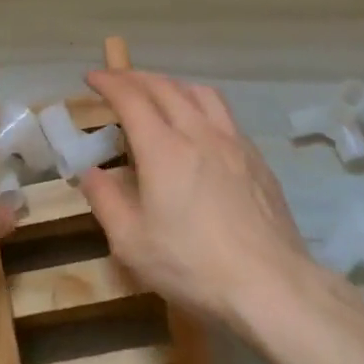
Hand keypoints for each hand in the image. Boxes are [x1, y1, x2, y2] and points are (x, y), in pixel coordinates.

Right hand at [79, 68, 318, 329]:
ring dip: (172, 84)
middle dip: (135, 77)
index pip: (131, 98)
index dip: (108, 82)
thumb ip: (105, 201)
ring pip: (200, 93)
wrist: (272, 286)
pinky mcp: (257, 159)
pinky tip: (199, 127)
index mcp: (163, 149)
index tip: (91, 77)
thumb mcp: (131, 243)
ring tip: (159, 94)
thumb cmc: (193, 266)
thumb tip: (91, 172)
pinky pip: (224, 114)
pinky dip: (200, 105)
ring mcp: (234, 143)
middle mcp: (199, 133)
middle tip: (117, 81)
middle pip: (165, 87)